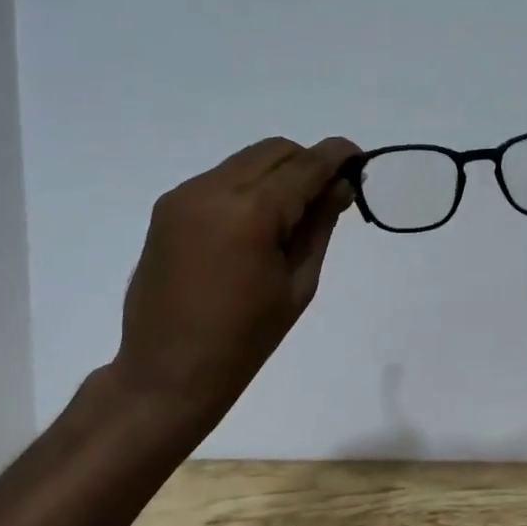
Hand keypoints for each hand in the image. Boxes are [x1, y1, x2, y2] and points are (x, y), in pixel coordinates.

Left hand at [106, 136, 360, 445]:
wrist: (166, 374)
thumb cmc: (244, 341)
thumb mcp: (298, 284)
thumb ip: (319, 225)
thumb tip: (339, 186)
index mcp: (250, 213)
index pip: (305, 165)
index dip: (338, 156)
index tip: (360, 159)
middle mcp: (211, 190)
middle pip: (274, 151)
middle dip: (307, 164)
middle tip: (327, 199)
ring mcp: (183, 196)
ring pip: (246, 161)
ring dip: (276, 175)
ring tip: (290, 219)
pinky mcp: (167, 209)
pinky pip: (220, 180)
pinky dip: (247, 189)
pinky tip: (254, 228)